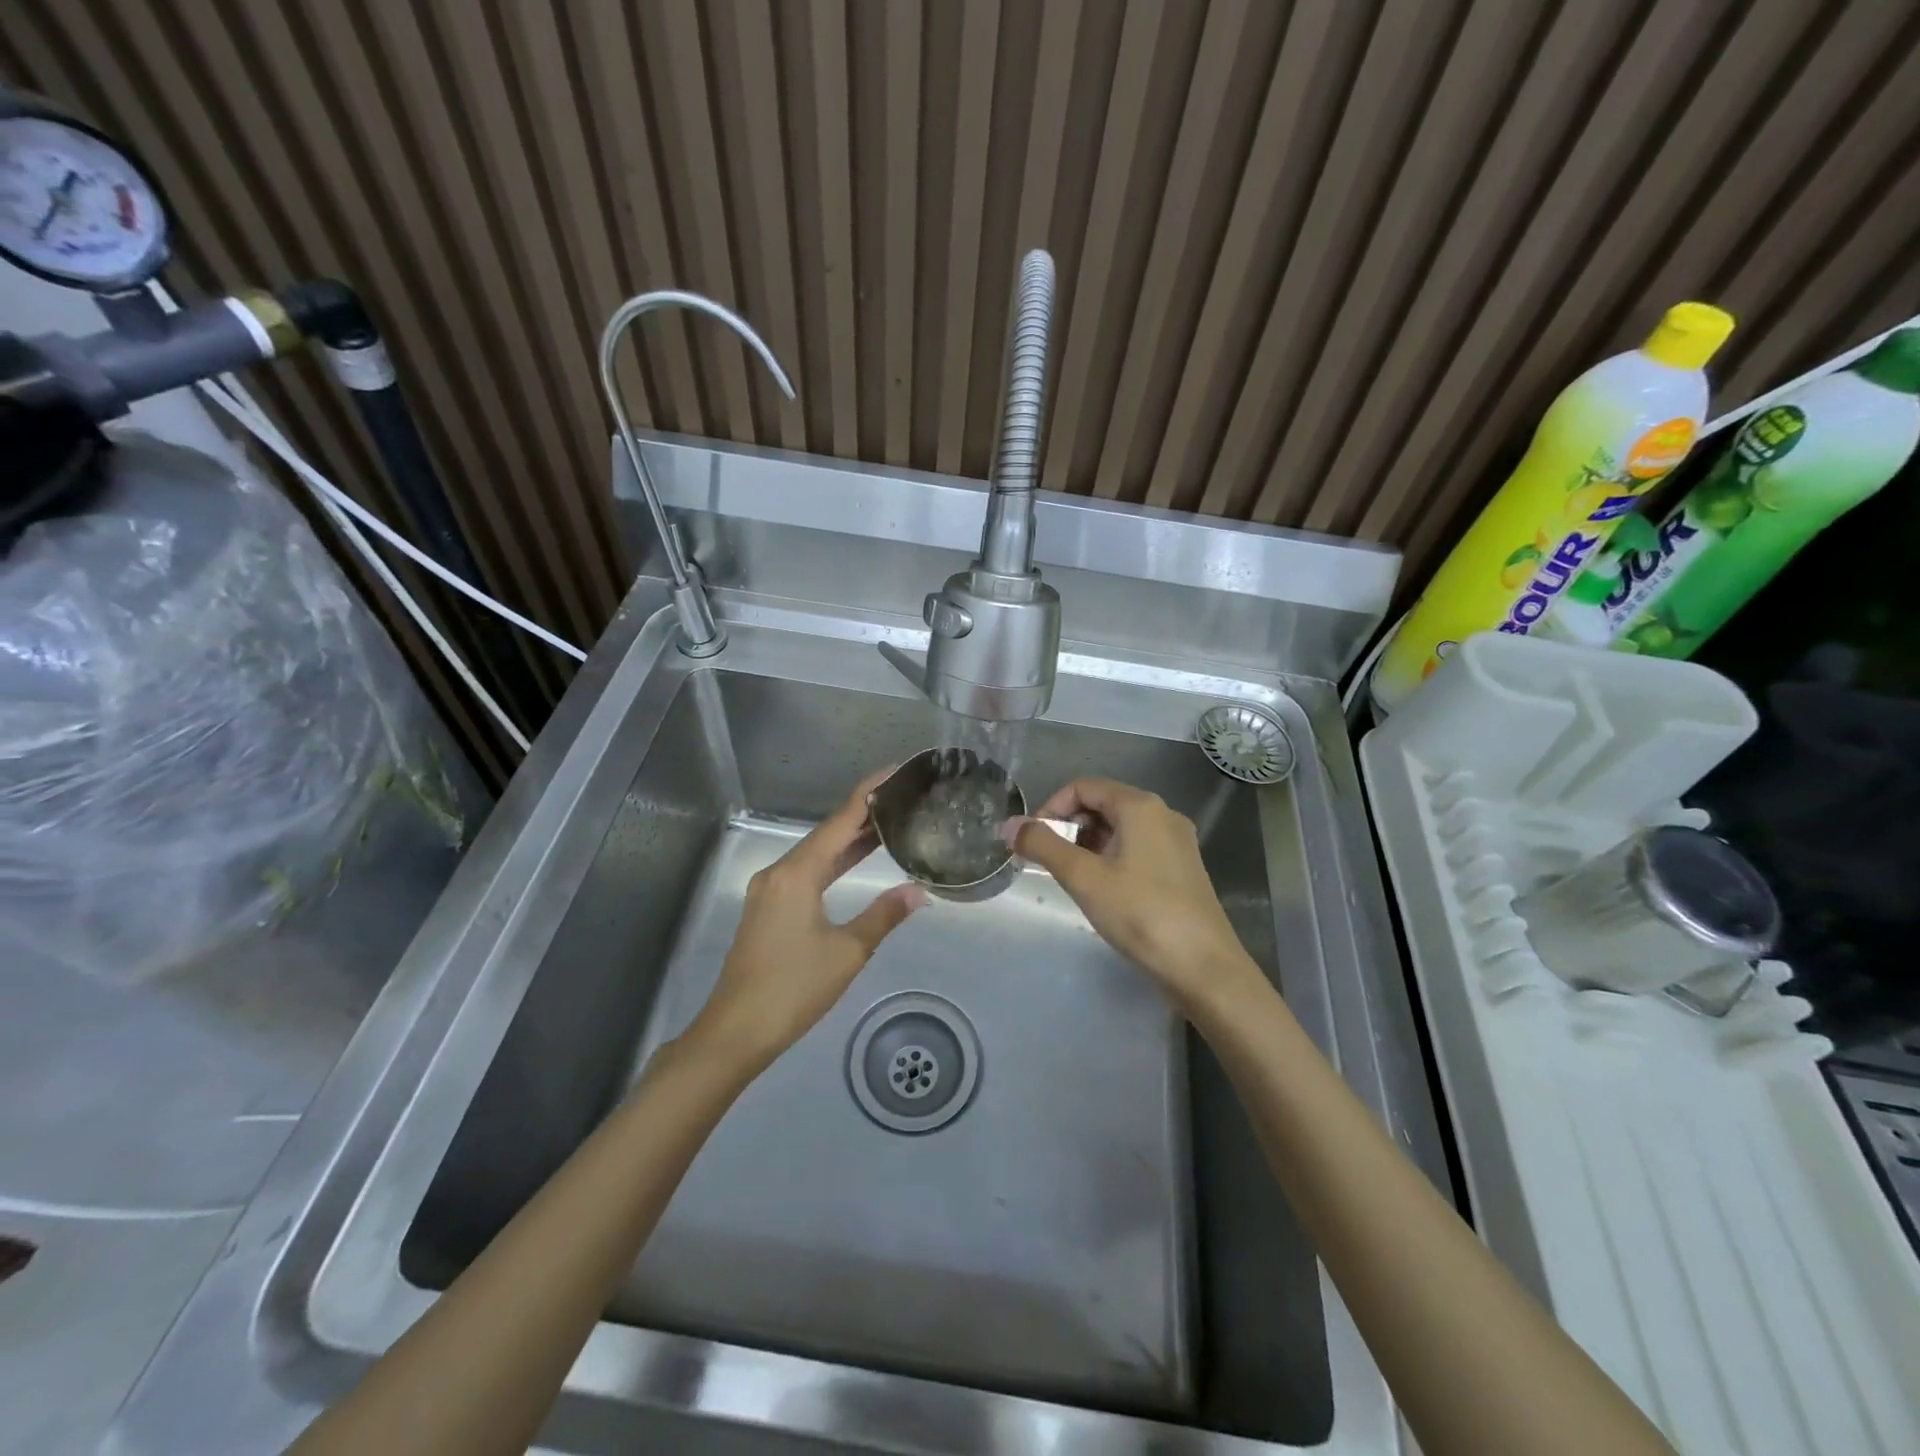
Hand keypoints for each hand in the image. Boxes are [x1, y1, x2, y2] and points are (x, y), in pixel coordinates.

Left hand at [688, 769, 924, 1073]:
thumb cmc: (793, 989)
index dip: (869, 793)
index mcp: (797, 874)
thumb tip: (918, 891)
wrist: (736, 1031)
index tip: (895, 770)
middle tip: (903, 796)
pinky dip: (834, 862)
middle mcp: (779, 873)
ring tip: (889, 822)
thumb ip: (883, 916)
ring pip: (816, 854)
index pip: (840, 821)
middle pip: (826, 833)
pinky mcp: (769, 909)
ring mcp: (770, 891)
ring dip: (849, 840)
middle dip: (863, 814)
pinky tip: (855, 861)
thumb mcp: (847, 952)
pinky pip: (807, 872)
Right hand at [1009, 778, 1261, 1013]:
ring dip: (1088, 845)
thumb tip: (1008, 825)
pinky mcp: (1182, 868)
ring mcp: (1176, 842)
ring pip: (1119, 828)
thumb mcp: (1083, 877)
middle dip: (1068, 827)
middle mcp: (1162, 814)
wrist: (1204, 967)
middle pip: (1102, 804)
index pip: (1083, 787)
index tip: (1032, 842)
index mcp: (1140, 806)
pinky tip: (1102, 891)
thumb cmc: (1141, 914)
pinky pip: (1136, 848)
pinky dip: (1110, 859)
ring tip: (1072, 879)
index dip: (1051, 808)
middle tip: (1048, 863)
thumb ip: (1043, 846)